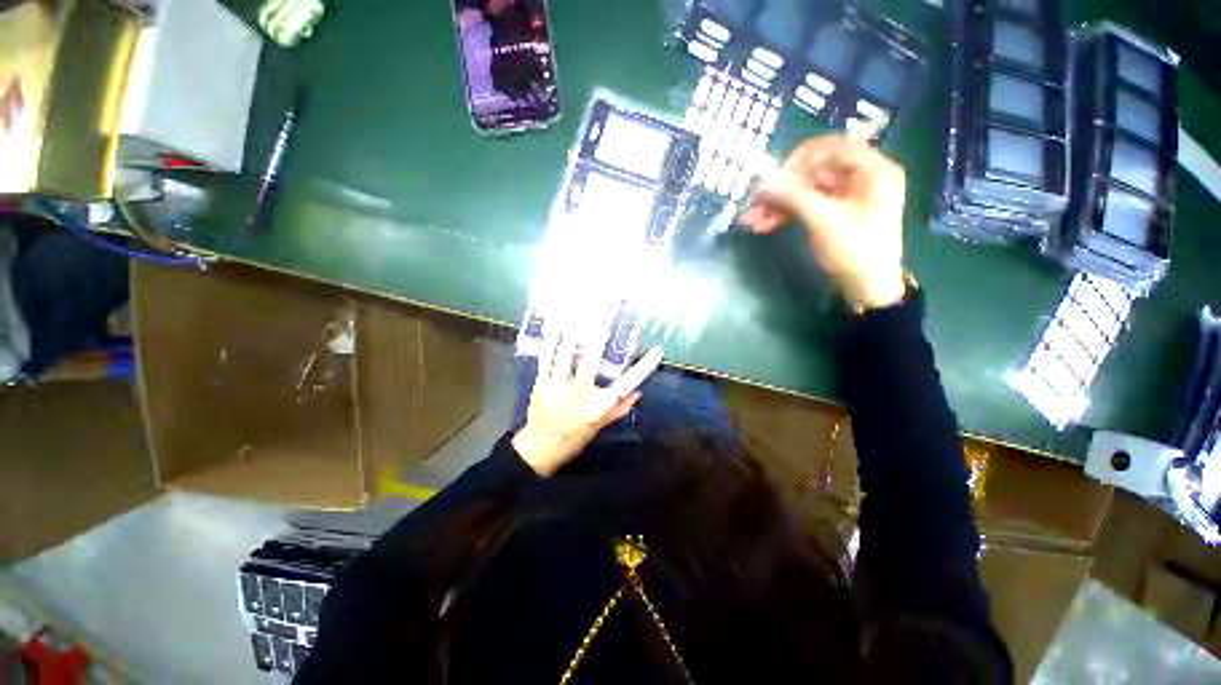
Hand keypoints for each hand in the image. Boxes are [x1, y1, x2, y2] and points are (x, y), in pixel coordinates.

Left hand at [513, 317, 663, 476]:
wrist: (540, 449)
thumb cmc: (575, 437)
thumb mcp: (601, 426)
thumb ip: (619, 407)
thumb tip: (639, 391)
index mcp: (598, 407)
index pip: (627, 385)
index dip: (644, 367)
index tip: (658, 350)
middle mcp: (579, 395)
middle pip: (591, 361)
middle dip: (599, 333)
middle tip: (607, 310)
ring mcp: (557, 387)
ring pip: (566, 354)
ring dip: (575, 329)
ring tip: (582, 307)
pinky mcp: (541, 382)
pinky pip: (547, 355)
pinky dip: (552, 337)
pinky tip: (558, 320)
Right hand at [741, 135, 906, 309]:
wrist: (868, 288)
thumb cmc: (854, 250)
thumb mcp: (823, 220)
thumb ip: (792, 196)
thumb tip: (761, 181)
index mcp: (872, 169)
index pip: (831, 147)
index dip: (798, 159)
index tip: (773, 178)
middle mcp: (861, 177)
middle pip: (814, 171)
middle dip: (782, 189)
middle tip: (754, 204)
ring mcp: (847, 197)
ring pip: (806, 191)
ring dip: (779, 204)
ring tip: (752, 221)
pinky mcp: (835, 214)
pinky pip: (807, 206)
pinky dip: (787, 214)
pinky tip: (764, 225)